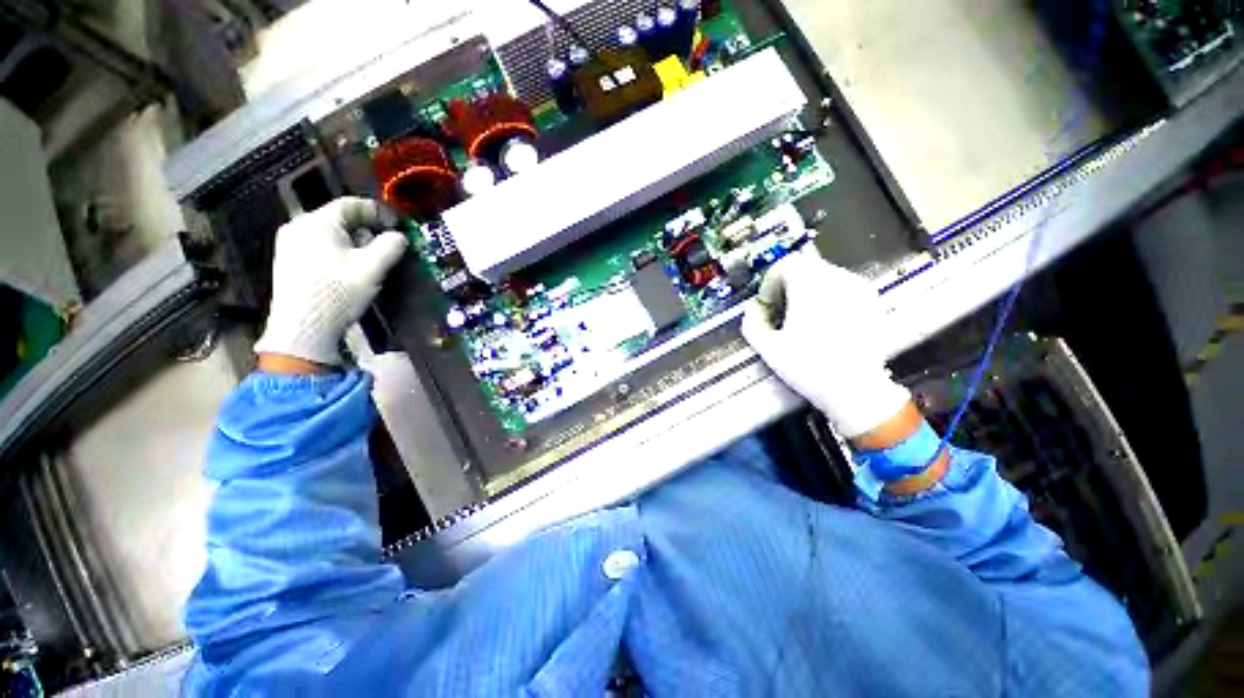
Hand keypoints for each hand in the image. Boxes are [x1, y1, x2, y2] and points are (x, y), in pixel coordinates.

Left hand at [254, 197, 407, 366]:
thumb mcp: (372, 268)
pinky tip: (348, 271)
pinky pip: (319, 247)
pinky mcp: (288, 262)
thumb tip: (399, 236)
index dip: (377, 212)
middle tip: (385, 247)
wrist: (304, 327)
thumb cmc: (339, 291)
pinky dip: (338, 253)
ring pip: (330, 234)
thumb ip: (390, 246)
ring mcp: (289, 245)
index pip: (351, 204)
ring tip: (369, 263)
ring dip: (354, 243)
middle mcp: (298, 227)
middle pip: (339, 219)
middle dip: (366, 230)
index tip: (396, 226)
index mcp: (317, 222)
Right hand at [741, 252, 909, 438]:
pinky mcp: (870, 302)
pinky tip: (823, 322)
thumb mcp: (768, 347)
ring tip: (801, 317)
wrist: (856, 390)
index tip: (767, 301)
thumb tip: (752, 309)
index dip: (770, 281)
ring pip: (825, 275)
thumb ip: (752, 322)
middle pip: (805, 266)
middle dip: (787, 284)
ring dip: (807, 289)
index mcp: (810, 286)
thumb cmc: (809, 368)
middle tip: (780, 309)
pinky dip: (827, 297)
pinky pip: (842, 287)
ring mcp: (858, 290)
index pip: (786, 264)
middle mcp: (837, 281)